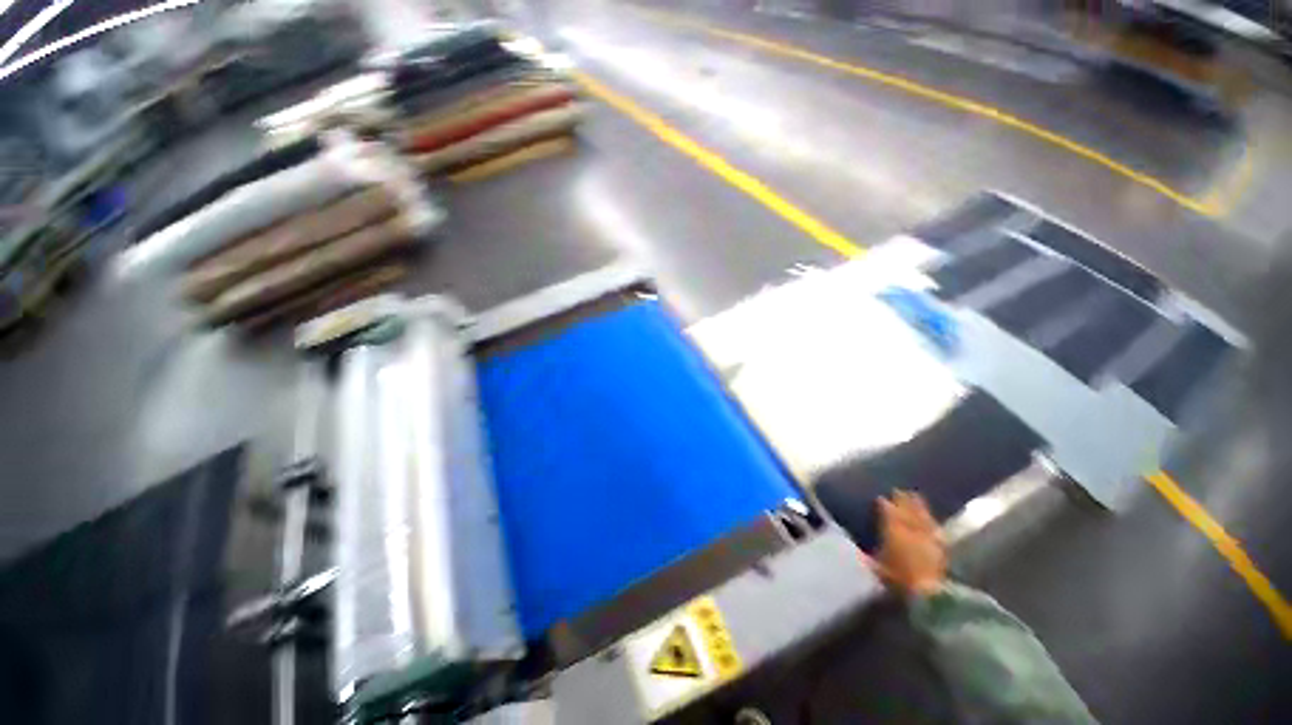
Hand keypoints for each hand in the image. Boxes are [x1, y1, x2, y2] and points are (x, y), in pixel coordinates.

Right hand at [863, 490, 946, 597]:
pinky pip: (936, 531)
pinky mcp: (940, 548)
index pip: (888, 512)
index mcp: (893, 531)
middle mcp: (910, 530)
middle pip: (906, 510)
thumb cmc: (898, 580)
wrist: (928, 593)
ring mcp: (927, 537)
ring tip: (916, 496)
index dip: (884, 504)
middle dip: (902, 499)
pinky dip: (934, 524)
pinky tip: (934, 521)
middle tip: (898, 490)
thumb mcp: (878, 569)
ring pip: (922, 516)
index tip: (880, 498)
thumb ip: (868, 558)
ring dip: (919, 506)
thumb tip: (857, 552)